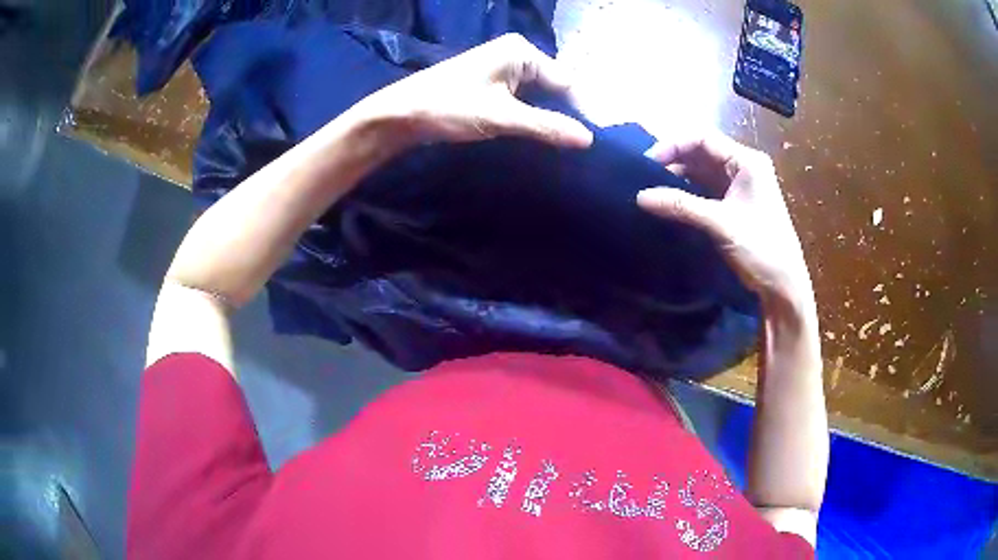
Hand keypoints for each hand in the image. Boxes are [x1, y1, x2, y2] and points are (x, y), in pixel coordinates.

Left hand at [355, 33, 592, 148]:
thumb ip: (546, 126)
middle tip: (579, 146)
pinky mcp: (493, 82)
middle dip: (565, 113)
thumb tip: (589, 139)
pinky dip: (533, 115)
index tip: (591, 142)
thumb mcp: (501, 117)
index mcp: (522, 52)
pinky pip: (525, 98)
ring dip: (549, 116)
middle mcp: (517, 54)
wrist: (401, 113)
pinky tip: (540, 134)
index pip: (566, 81)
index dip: (579, 111)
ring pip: (541, 94)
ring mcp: (504, 67)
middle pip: (555, 86)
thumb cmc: (449, 106)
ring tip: (564, 144)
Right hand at [636, 132, 814, 309]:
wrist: (784, 286)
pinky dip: (688, 192)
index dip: (673, 145)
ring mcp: (739, 185)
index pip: (703, 138)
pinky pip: (706, 189)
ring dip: (678, 177)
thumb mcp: (721, 224)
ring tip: (652, 189)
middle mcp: (743, 166)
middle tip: (645, 177)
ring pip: (702, 171)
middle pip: (701, 152)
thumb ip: (681, 206)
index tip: (647, 162)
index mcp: (746, 161)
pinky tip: (670, 201)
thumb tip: (640, 197)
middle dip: (673, 161)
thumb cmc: (761, 249)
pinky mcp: (735, 203)